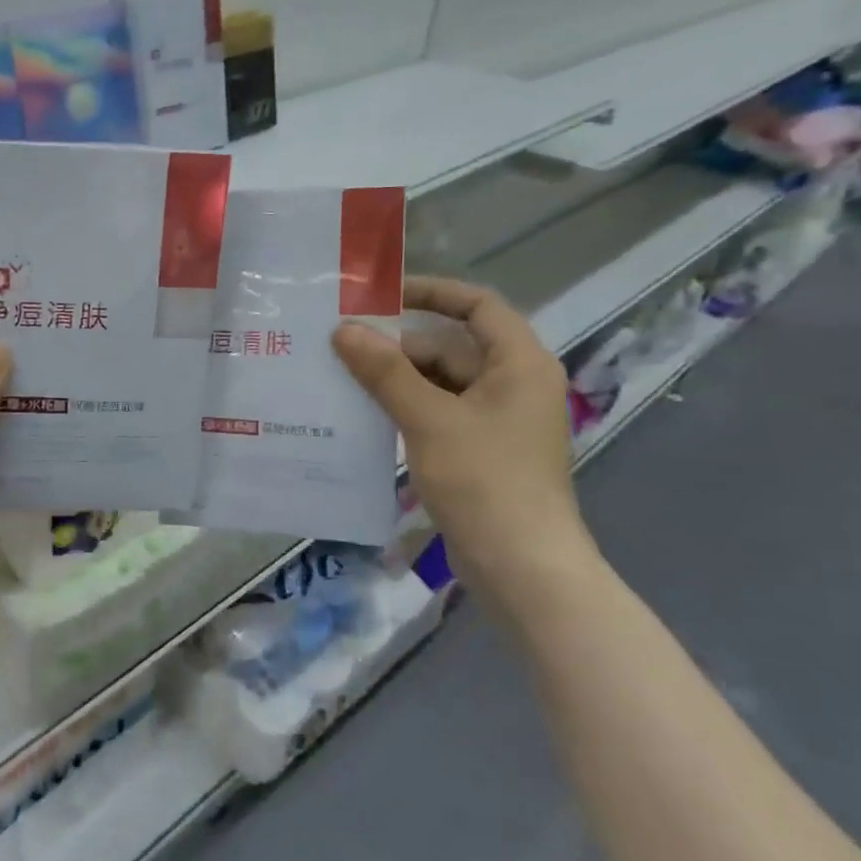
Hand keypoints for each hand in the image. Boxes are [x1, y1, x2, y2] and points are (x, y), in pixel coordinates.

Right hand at [332, 276, 594, 597]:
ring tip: (340, 376)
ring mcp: (495, 420)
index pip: (477, 306)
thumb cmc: (485, 482)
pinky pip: (436, 413)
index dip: (432, 292)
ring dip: (394, 379)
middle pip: (449, 346)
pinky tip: (361, 415)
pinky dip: (403, 409)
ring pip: (437, 383)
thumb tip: (344, 330)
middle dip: (397, 344)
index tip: (381, 294)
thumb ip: (386, 372)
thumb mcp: (429, 420)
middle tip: (339, 344)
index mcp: (518, 364)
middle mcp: (511, 384)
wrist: (521, 567)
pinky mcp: (478, 450)